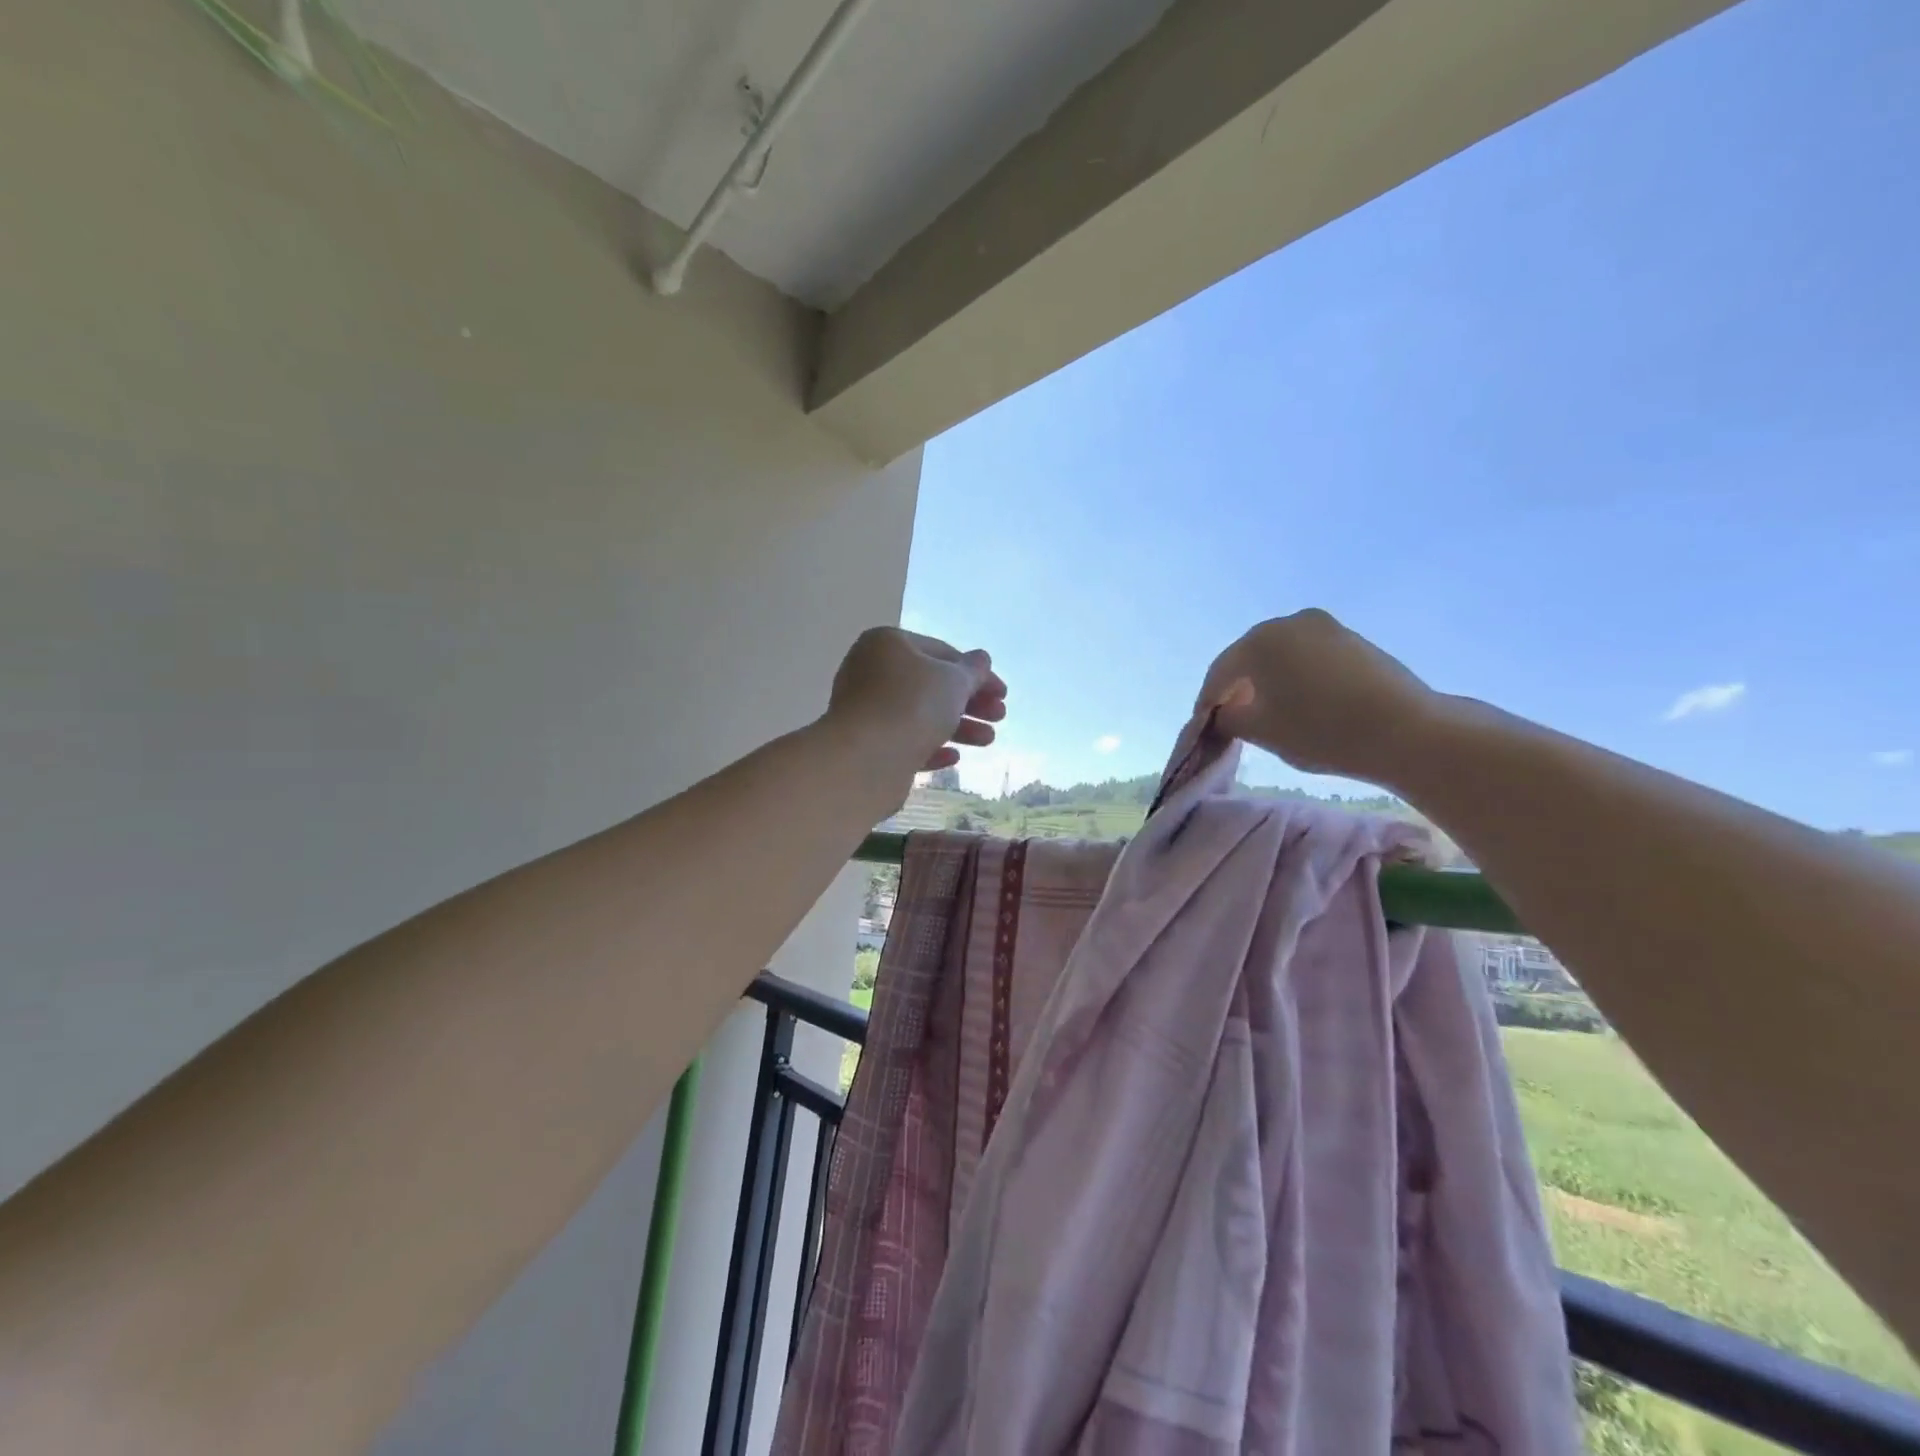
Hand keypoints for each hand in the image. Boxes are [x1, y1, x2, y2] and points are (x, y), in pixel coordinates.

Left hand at [827, 627, 1006, 773]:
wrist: (865, 759)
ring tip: (988, 741)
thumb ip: (972, 670)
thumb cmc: (912, 706)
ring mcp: (866, 710)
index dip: (977, 673)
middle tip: (1000, 717)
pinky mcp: (866, 745)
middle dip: (970, 702)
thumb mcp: (953, 681)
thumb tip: (981, 659)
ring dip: (958, 727)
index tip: (1003, 694)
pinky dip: (931, 747)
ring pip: (920, 715)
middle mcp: (871, 672)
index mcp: (887, 644)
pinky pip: (905, 741)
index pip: (942, 652)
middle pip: (931, 685)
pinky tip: (954, 758)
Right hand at [1196, 609, 1439, 784]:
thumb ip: (1230, 719)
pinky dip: (1296, 677)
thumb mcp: (1262, 732)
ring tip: (1267, 712)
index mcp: (1259, 641)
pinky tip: (1301, 703)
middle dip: (1237, 687)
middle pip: (1249, 657)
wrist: (1407, 731)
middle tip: (1232, 718)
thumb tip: (1224, 713)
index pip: (1219, 672)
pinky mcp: (1353, 641)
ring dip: (1268, 681)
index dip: (1207, 701)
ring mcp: (1326, 628)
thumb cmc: (1321, 730)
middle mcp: (1289, 623)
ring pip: (1281, 655)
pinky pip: (1309, 657)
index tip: (1203, 726)